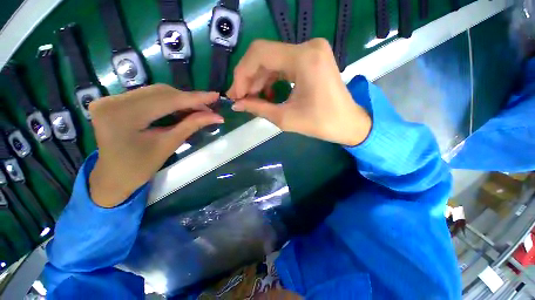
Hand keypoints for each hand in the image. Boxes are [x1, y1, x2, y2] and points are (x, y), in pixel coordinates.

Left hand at [88, 84, 222, 207]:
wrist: (111, 178)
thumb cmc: (138, 168)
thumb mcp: (168, 145)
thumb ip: (192, 125)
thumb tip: (216, 116)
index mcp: (123, 115)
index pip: (167, 100)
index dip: (195, 98)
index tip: (215, 96)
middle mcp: (113, 100)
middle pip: (161, 92)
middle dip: (189, 100)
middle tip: (209, 109)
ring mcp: (112, 99)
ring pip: (156, 92)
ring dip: (180, 100)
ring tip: (198, 110)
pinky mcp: (115, 102)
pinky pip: (148, 96)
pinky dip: (168, 102)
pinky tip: (181, 109)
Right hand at [227, 38, 370, 145]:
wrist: (348, 123)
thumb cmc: (321, 123)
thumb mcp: (285, 118)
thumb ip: (258, 108)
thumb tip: (236, 104)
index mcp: (304, 59)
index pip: (260, 54)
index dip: (242, 74)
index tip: (235, 94)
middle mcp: (308, 47)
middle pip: (265, 55)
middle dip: (248, 77)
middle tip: (240, 98)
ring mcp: (311, 51)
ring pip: (272, 60)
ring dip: (259, 79)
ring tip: (252, 99)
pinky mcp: (311, 59)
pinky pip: (283, 65)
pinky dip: (271, 79)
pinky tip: (267, 93)